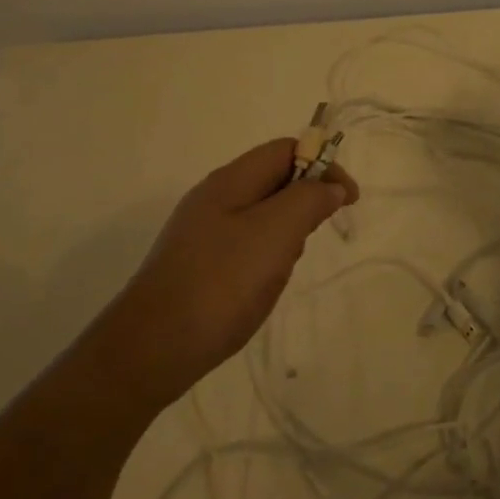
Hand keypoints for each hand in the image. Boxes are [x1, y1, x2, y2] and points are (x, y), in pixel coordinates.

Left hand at [88, 139, 358, 414]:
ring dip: (287, 235)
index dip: (323, 164)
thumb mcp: (275, 233)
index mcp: (230, 181)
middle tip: (309, 239)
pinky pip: (248, 246)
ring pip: (264, 216)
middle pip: (275, 181)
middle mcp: (215, 199)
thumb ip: (308, 200)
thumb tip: (331, 185)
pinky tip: (262, 287)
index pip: (286, 149)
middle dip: (305, 203)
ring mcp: (204, 233)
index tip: (348, 199)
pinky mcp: (201, 264)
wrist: (152, 349)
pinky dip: (267, 259)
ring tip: (280, 271)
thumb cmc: (220, 283)